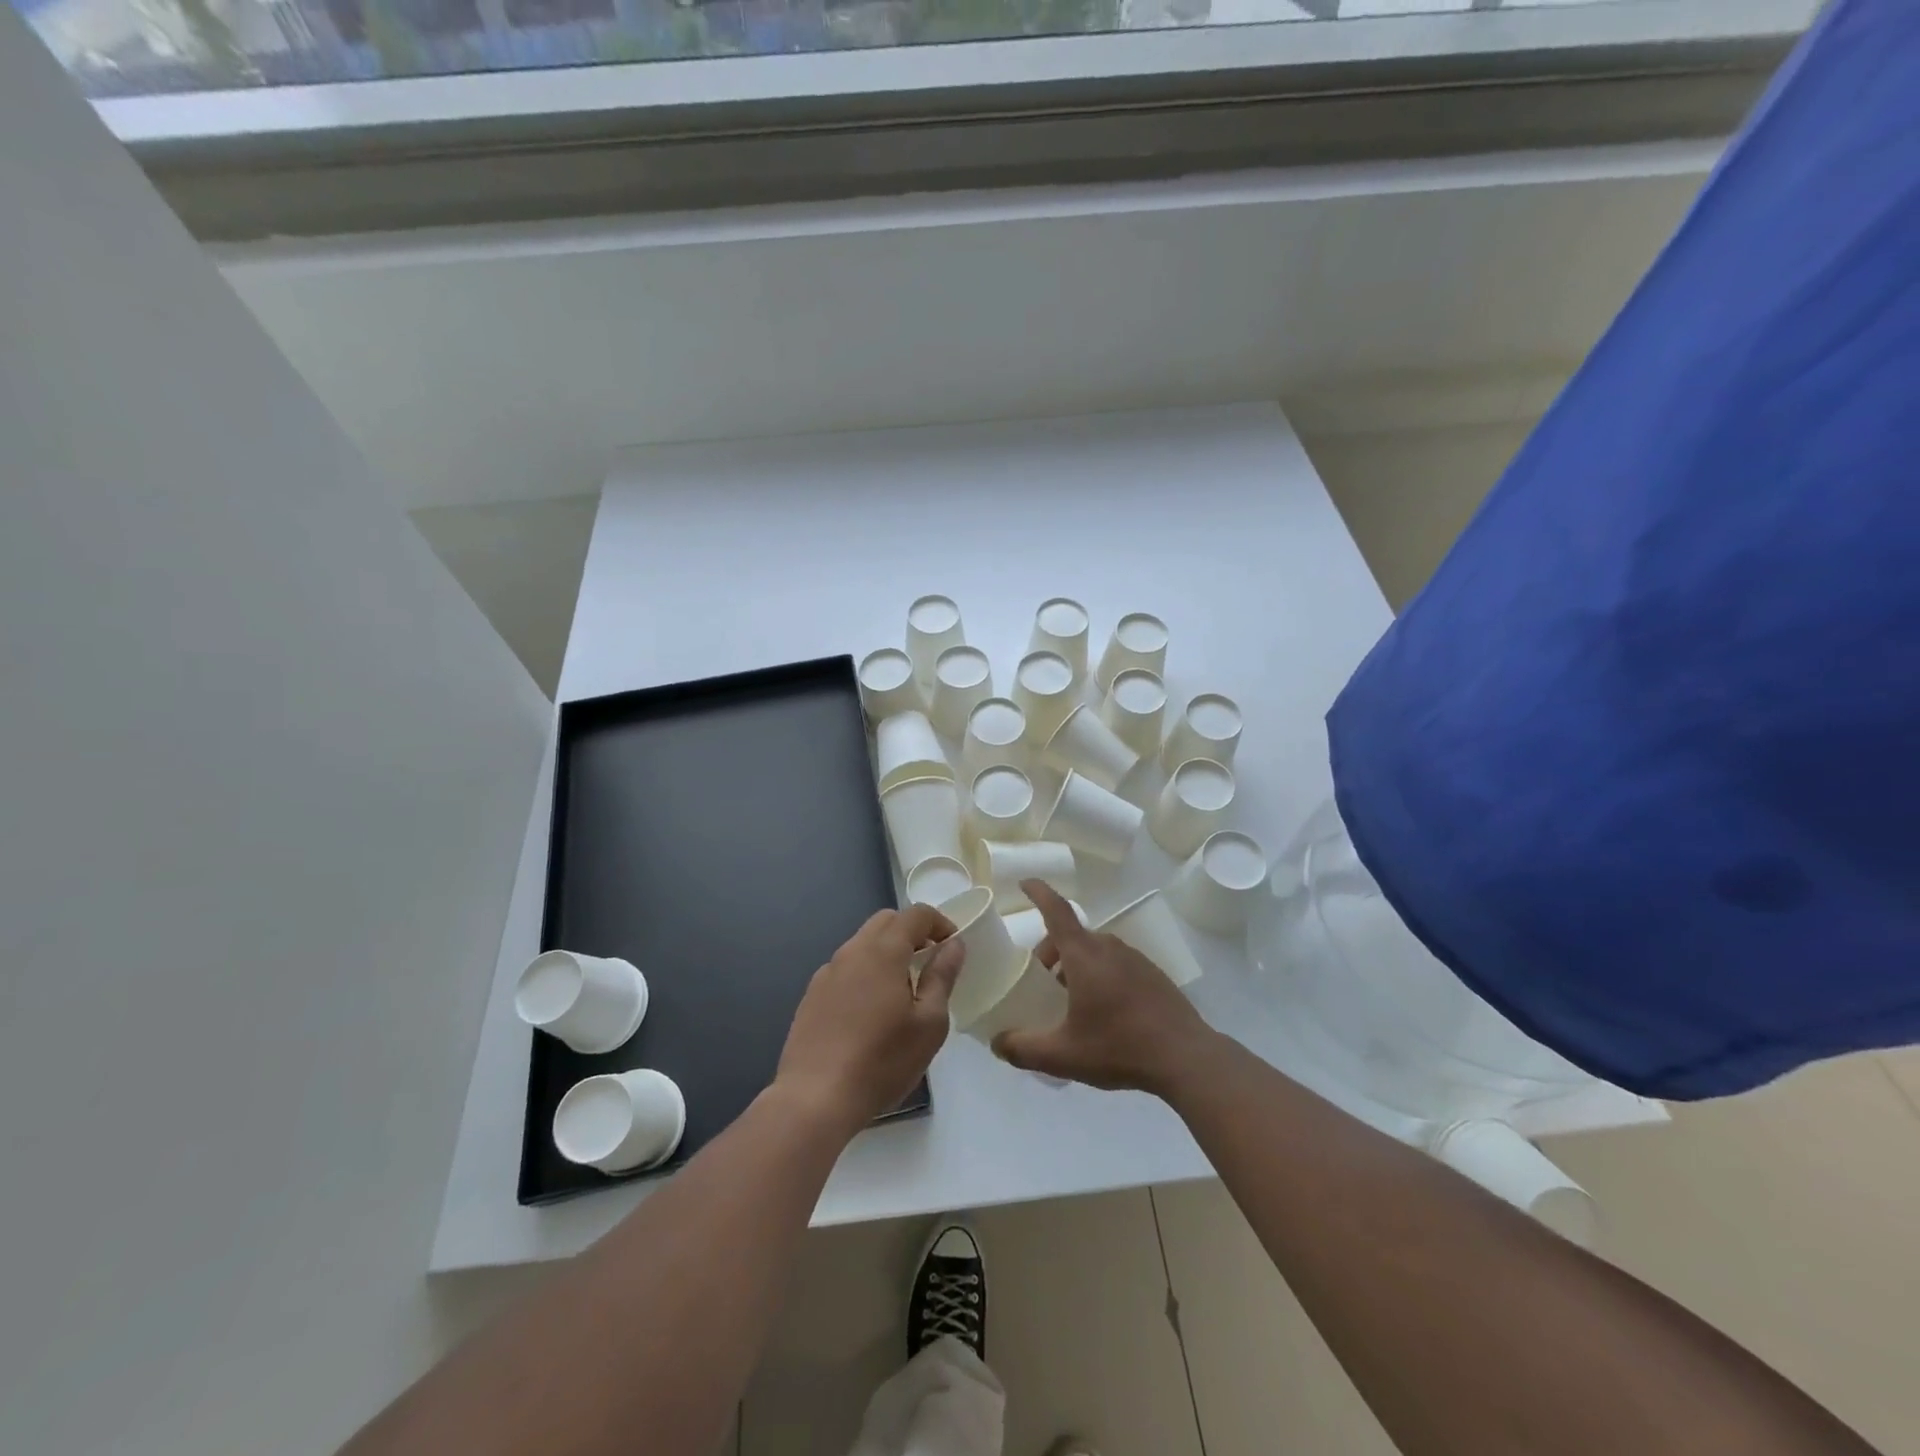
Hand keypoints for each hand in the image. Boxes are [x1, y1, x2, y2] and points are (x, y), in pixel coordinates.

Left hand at [775, 904, 963, 1138]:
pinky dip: (865, 972)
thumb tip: (953, 945)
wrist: (815, 1098)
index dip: (939, 923)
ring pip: (863, 944)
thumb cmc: (882, 1061)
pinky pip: (845, 968)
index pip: (915, 914)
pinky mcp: (812, 995)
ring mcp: (827, 972)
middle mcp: (852, 951)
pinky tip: (870, 1012)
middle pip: (886, 922)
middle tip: (929, 963)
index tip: (952, 947)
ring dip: (887, 952)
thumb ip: (942, 977)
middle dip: (912, 932)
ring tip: (902, 990)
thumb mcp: (929, 1024)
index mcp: (883, 951)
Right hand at [992, 879, 1216, 1094]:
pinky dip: (1100, 974)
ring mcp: (1135, 958)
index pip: (1056, 910)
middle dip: (1051, 951)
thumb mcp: (1063, 1055)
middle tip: (1042, 983)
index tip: (1024, 882)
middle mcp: (1109, 947)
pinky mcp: (1153, 974)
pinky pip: (1116, 963)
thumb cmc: (1119, 1047)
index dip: (1038, 893)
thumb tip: (997, 1043)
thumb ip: (1023, 1049)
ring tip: (1072, 1001)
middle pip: (1071, 935)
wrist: (1186, 1058)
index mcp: (1084, 955)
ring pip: (1095, 950)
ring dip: (1076, 965)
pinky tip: (1105, 1012)